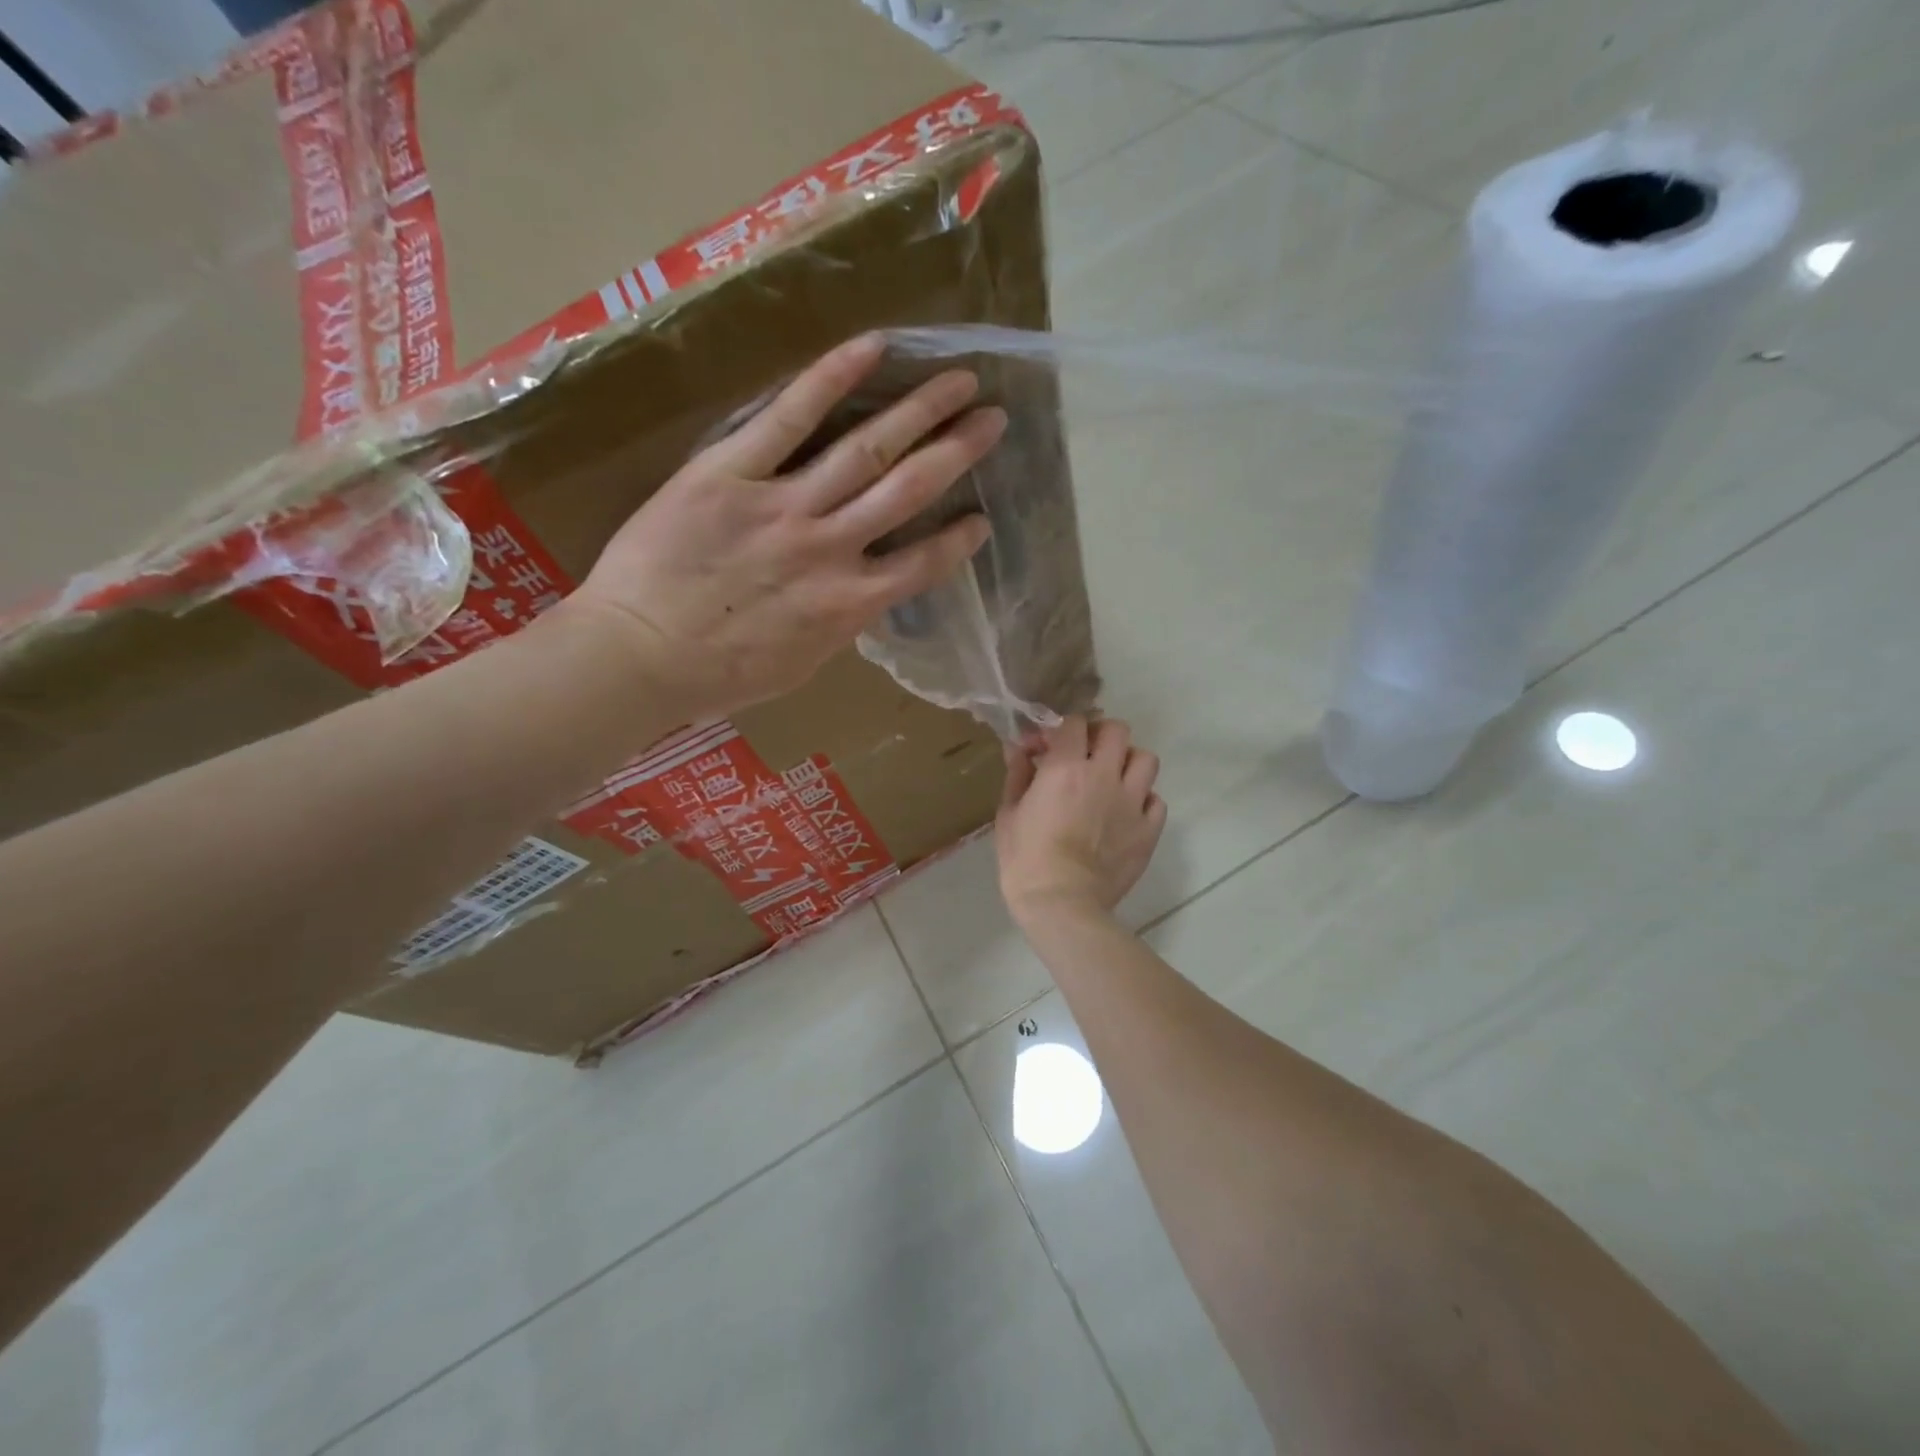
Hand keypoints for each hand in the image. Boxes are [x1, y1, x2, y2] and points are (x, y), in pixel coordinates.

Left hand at [563, 333, 1003, 718]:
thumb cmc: (720, 675)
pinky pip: (788, 419)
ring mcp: (785, 506)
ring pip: (867, 450)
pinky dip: (831, 380)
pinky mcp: (732, 472)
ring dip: (919, 412)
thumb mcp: (802, 664)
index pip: (923, 564)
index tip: (982, 518)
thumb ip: (840, 623)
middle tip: (995, 417)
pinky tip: (872, 348)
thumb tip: (860, 593)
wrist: (639, 657)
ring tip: (958, 380)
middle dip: (958, 451)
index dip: (959, 539)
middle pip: (909, 490)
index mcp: (850, 604)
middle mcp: (832, 548)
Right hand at [996, 716, 1166, 923]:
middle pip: (1117, 730)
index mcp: (1066, 768)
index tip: (1045, 748)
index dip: (1059, 729)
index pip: (1073, 723)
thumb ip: (1017, 775)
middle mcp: (1104, 776)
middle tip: (1085, 753)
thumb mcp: (1009, 814)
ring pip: (1146, 759)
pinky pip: (1156, 801)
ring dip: (1128, 762)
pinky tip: (1126, 813)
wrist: (1062, 904)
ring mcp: (1132, 802)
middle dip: (1099, 735)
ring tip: (1113, 779)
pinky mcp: (1149, 830)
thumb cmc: (1026, 860)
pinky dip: (1143, 801)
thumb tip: (1018, 749)